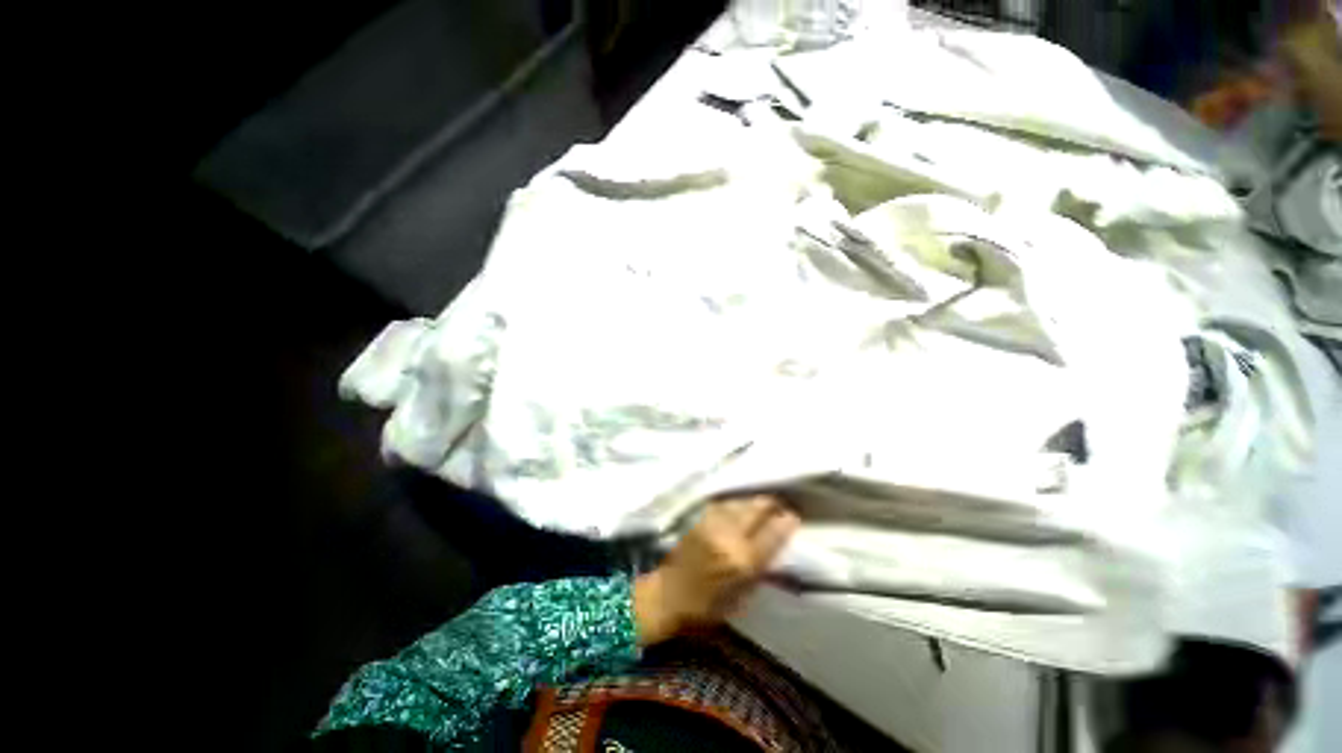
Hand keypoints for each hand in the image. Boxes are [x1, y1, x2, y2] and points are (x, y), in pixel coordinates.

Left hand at [633, 494, 800, 646]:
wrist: (667, 595)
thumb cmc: (706, 608)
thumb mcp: (741, 599)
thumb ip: (759, 571)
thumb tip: (774, 551)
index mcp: (743, 561)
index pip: (773, 533)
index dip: (787, 522)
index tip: (794, 517)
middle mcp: (730, 536)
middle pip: (757, 508)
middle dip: (771, 505)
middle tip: (779, 507)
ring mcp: (713, 523)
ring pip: (741, 502)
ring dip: (753, 503)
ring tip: (761, 506)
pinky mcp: (700, 518)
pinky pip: (724, 504)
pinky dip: (735, 504)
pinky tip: (738, 508)